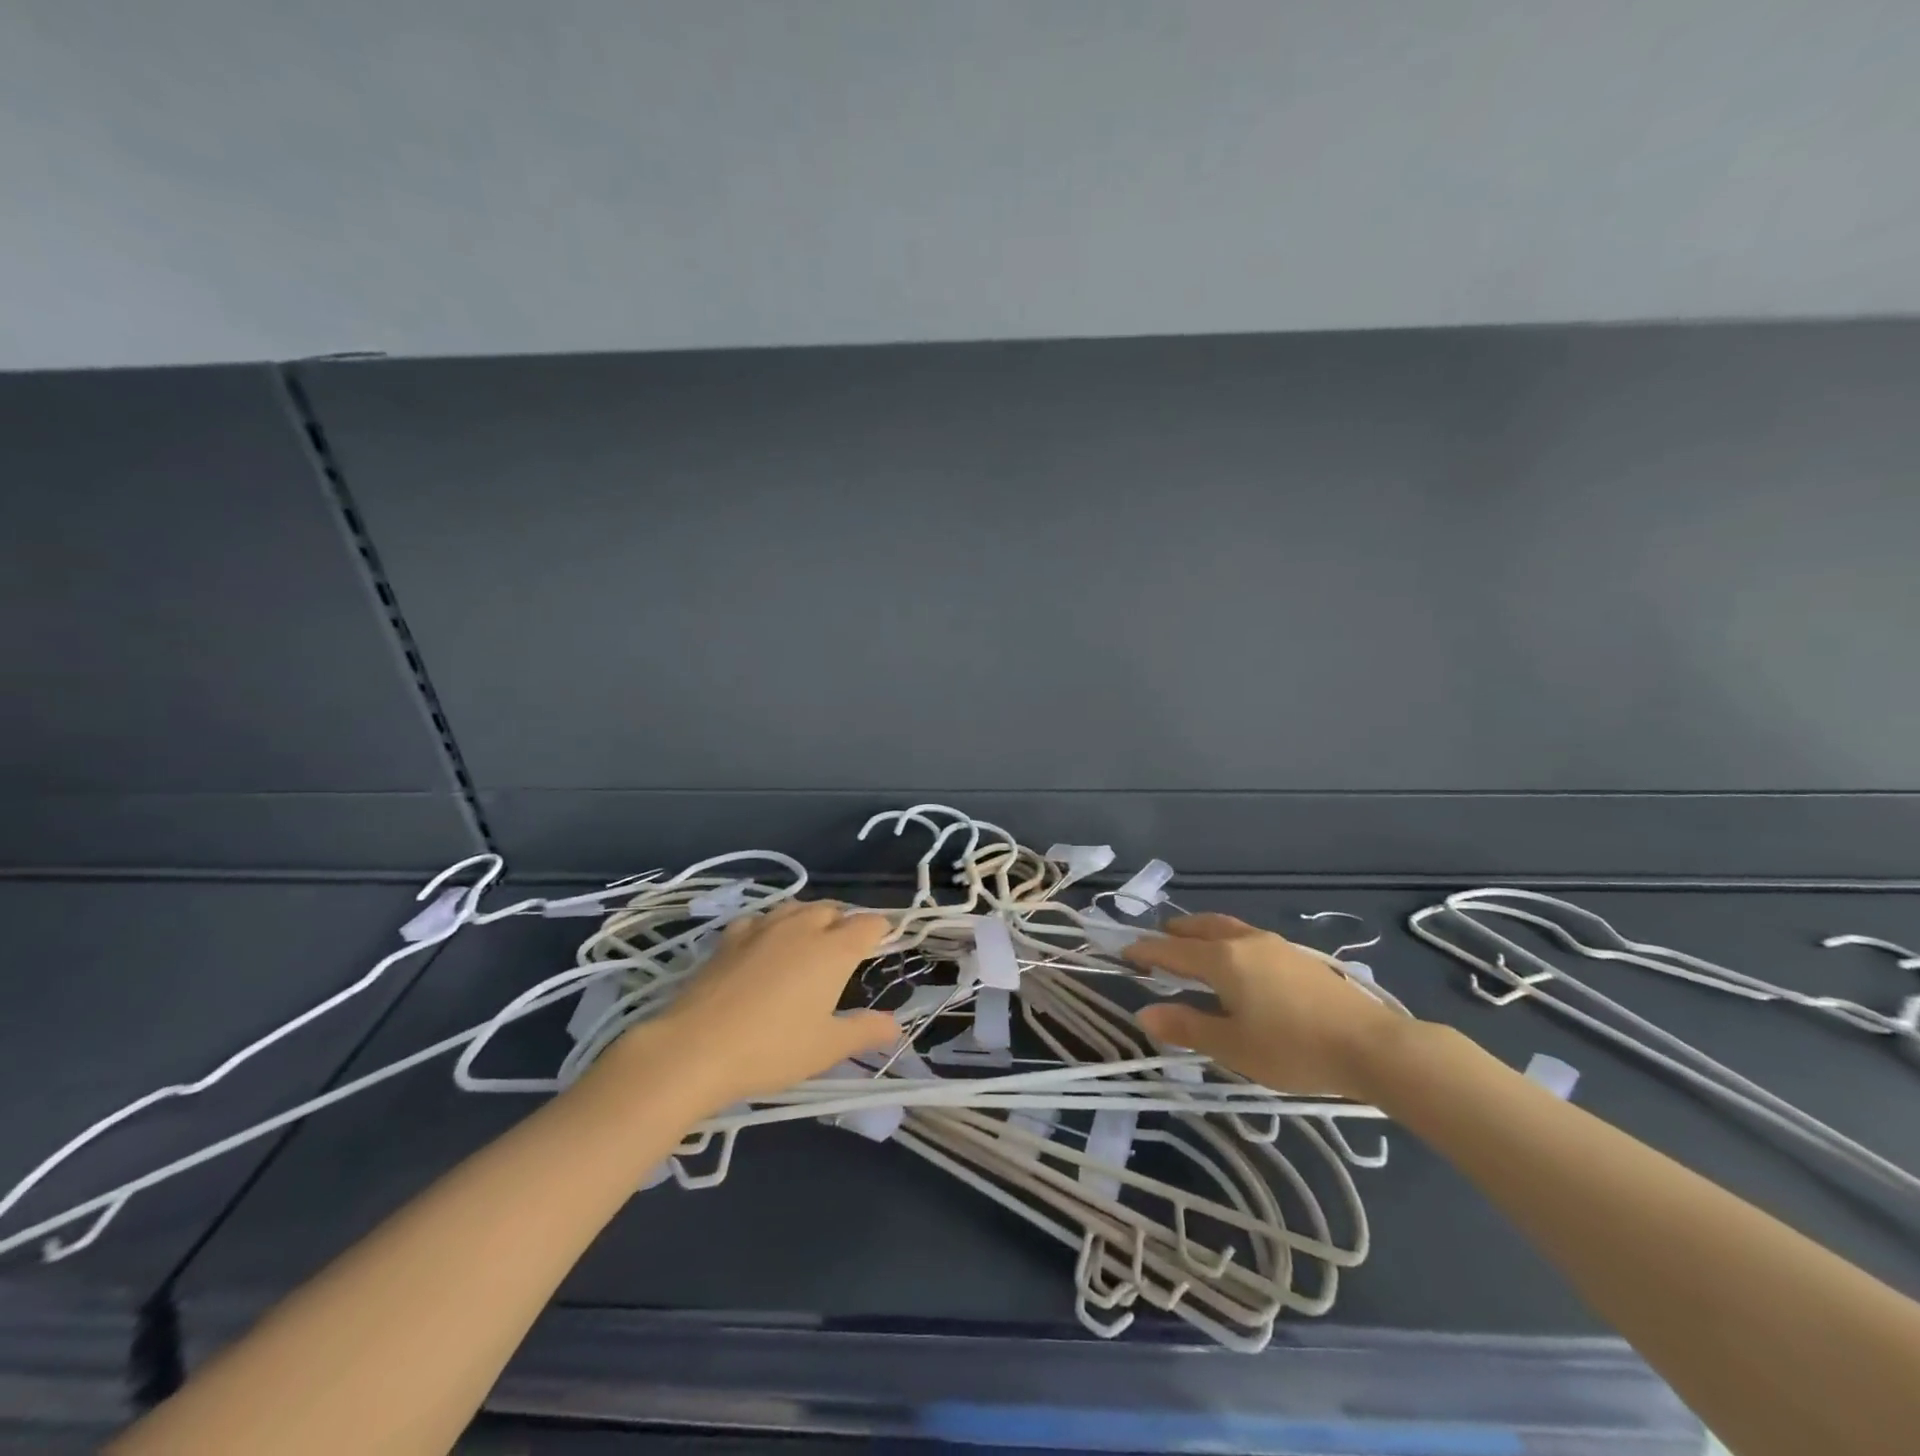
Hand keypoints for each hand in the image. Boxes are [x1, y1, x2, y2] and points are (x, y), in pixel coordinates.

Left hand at [599, 901, 898, 1113]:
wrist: (695, 1048)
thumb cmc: (772, 1048)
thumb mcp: (827, 1048)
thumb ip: (865, 1031)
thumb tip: (894, 1025)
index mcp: (834, 949)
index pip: (870, 923)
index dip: (881, 931)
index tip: (882, 946)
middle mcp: (802, 927)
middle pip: (833, 909)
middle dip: (845, 922)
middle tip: (845, 952)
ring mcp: (763, 927)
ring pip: (797, 907)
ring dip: (810, 918)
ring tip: (809, 942)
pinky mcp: (731, 937)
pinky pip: (761, 919)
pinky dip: (772, 926)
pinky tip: (764, 946)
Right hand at [1124, 914, 1409, 1099]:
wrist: (1373, 1046)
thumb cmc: (1293, 1048)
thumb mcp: (1233, 1046)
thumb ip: (1187, 1027)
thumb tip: (1144, 1012)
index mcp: (1223, 959)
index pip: (1172, 950)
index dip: (1146, 951)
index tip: (1124, 951)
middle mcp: (1245, 941)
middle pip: (1201, 927)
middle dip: (1175, 933)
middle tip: (1158, 942)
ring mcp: (1276, 945)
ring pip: (1227, 928)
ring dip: (1203, 933)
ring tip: (1194, 946)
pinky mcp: (1299, 957)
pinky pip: (1248, 937)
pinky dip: (1227, 940)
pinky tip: (1238, 963)